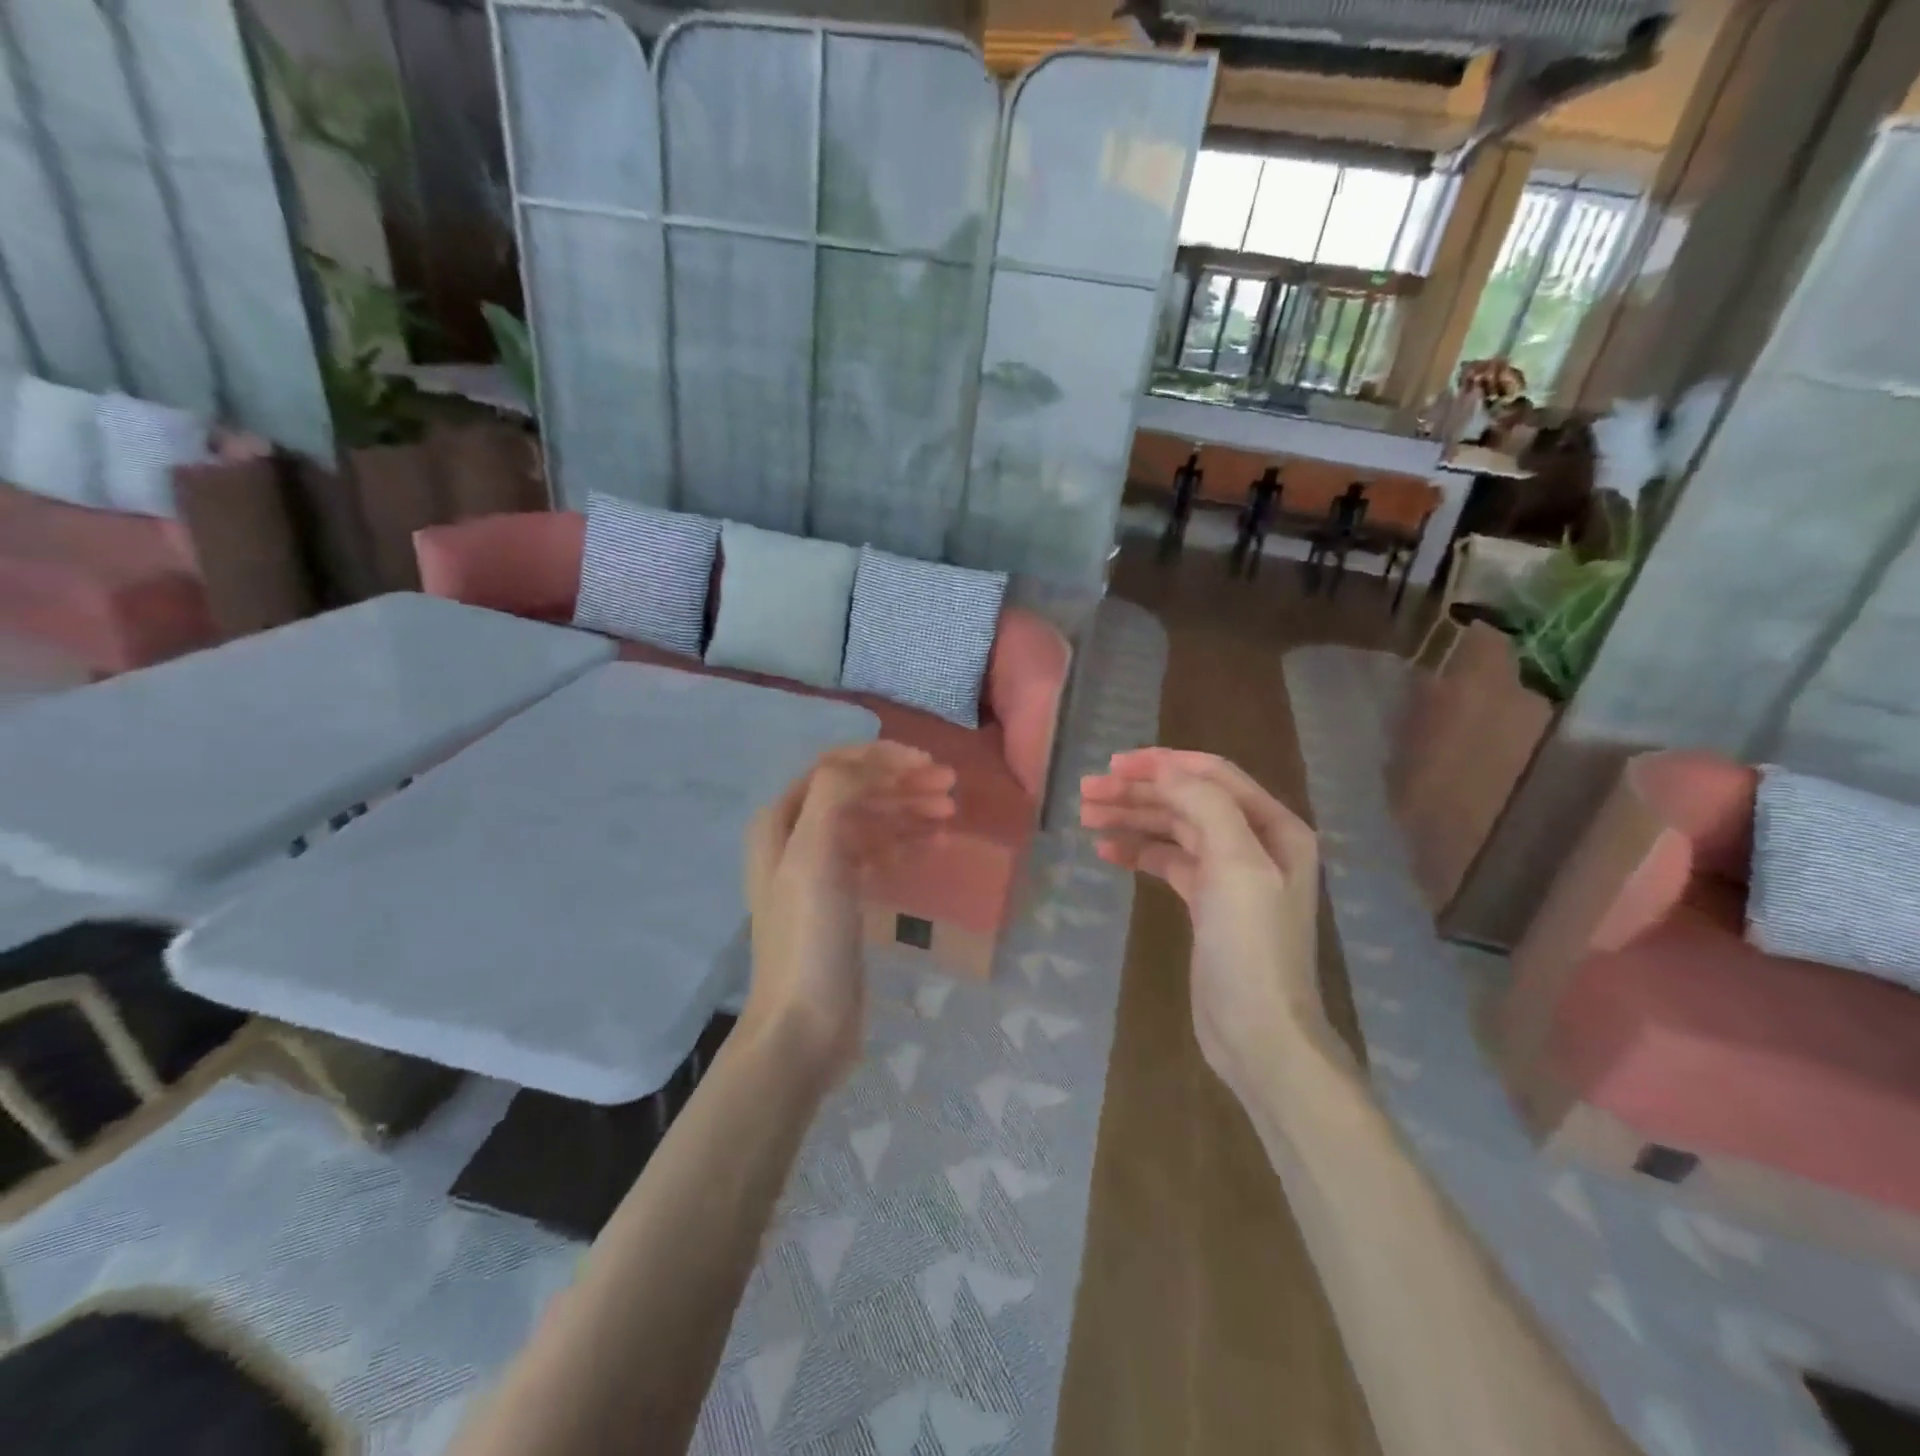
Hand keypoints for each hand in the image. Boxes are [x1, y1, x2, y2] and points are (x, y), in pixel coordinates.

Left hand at [743, 742, 955, 1078]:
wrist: (804, 1025)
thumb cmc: (808, 935)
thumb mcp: (814, 854)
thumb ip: (837, 794)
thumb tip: (874, 766)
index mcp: (782, 821)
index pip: (835, 768)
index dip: (882, 759)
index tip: (928, 764)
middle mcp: (797, 838)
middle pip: (856, 793)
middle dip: (902, 784)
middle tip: (951, 789)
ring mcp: (820, 870)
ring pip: (870, 822)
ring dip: (908, 811)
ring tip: (950, 813)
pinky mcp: (842, 900)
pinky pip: (876, 855)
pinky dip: (904, 843)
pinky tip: (934, 844)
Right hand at [1080, 749, 1322, 1087]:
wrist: (1258, 1031)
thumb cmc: (1250, 944)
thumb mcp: (1236, 864)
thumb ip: (1204, 806)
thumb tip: (1164, 770)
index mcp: (1273, 826)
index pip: (1212, 775)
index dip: (1162, 764)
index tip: (1114, 765)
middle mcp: (1254, 843)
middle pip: (1188, 800)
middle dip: (1138, 792)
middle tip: (1086, 792)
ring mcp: (1230, 874)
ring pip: (1173, 830)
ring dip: (1132, 819)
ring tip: (1086, 817)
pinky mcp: (1207, 902)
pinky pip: (1168, 862)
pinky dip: (1138, 852)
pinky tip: (1107, 852)